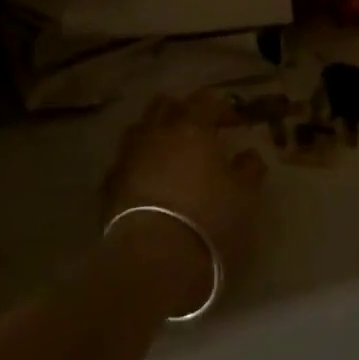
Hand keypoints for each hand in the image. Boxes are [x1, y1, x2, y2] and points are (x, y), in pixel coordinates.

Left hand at [102, 92, 266, 315]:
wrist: (152, 258)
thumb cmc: (208, 220)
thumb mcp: (245, 196)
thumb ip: (249, 169)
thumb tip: (248, 155)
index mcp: (192, 128)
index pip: (205, 101)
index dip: (221, 108)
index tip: (233, 124)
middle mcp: (156, 133)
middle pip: (164, 105)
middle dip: (181, 111)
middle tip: (198, 130)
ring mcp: (128, 156)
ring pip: (139, 129)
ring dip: (155, 134)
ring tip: (170, 154)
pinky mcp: (109, 184)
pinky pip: (125, 162)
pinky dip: (138, 164)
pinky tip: (148, 181)